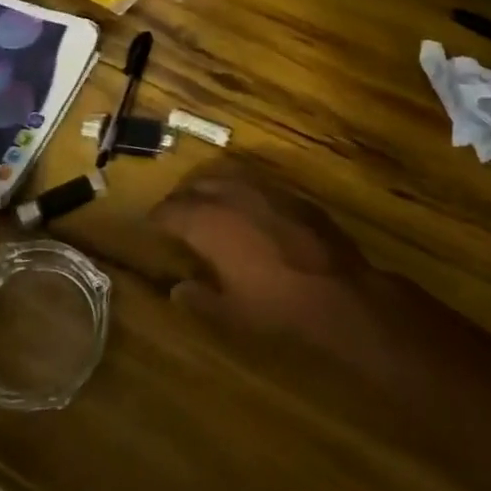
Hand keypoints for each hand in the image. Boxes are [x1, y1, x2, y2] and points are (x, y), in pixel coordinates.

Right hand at [150, 169, 394, 367]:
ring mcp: (263, 190)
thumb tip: (177, 290)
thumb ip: (199, 299)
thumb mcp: (232, 313)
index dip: (159, 217)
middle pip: (196, 187)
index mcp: (209, 224)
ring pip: (225, 176)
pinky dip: (239, 190)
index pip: (172, 211)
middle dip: (182, 199)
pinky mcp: (290, 193)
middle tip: (175, 214)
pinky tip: (244, 206)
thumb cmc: (277, 307)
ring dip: (209, 187)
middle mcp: (232, 197)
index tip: (152, 223)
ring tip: (206, 203)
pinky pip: (254, 182)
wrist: (338, 291)